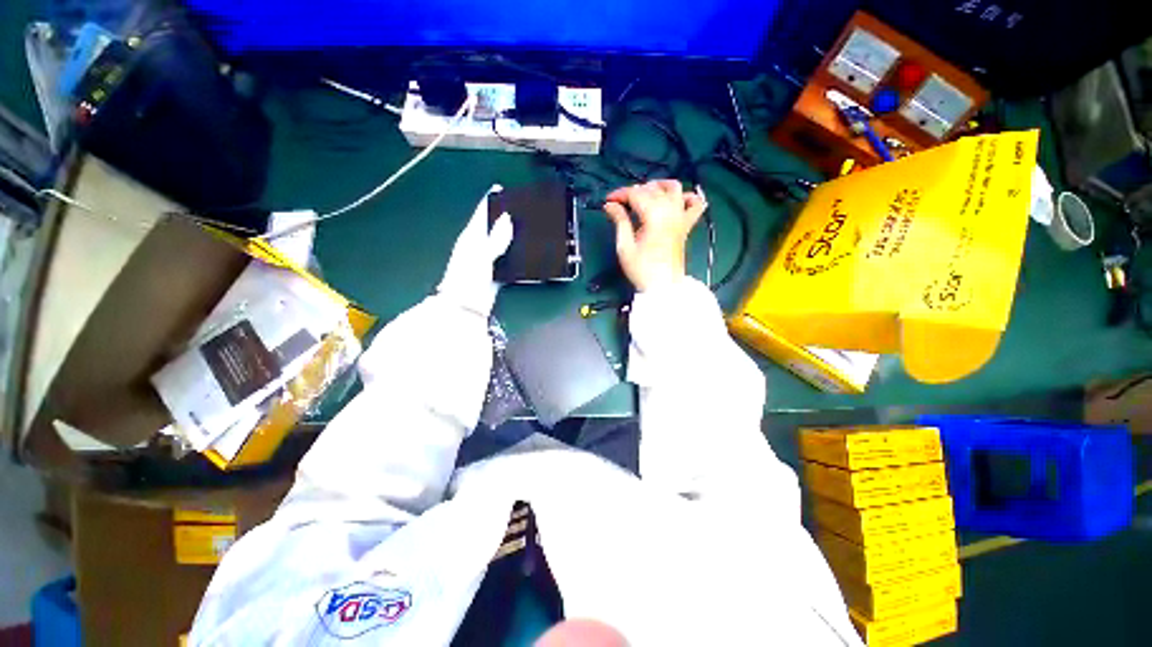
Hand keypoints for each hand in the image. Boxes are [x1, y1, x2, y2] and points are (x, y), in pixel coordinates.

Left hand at [437, 184, 514, 314]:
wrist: (466, 306)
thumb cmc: (468, 278)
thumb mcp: (481, 255)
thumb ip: (495, 238)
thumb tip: (507, 219)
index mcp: (471, 238)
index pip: (480, 214)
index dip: (489, 201)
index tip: (500, 189)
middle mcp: (478, 246)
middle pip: (492, 227)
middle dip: (504, 217)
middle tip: (521, 208)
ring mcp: (486, 261)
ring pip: (501, 243)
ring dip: (512, 236)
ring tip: (528, 227)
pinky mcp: (495, 273)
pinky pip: (507, 259)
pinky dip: (515, 255)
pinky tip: (526, 252)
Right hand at [603, 180, 705, 291]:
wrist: (663, 287)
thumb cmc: (641, 269)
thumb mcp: (625, 246)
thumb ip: (620, 221)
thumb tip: (610, 205)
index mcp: (653, 216)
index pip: (636, 193)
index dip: (620, 194)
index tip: (608, 201)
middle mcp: (670, 211)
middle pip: (652, 189)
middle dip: (634, 191)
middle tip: (621, 204)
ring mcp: (681, 217)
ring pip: (674, 188)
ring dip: (658, 186)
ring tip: (645, 194)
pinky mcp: (686, 225)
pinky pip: (695, 204)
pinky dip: (687, 197)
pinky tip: (675, 200)